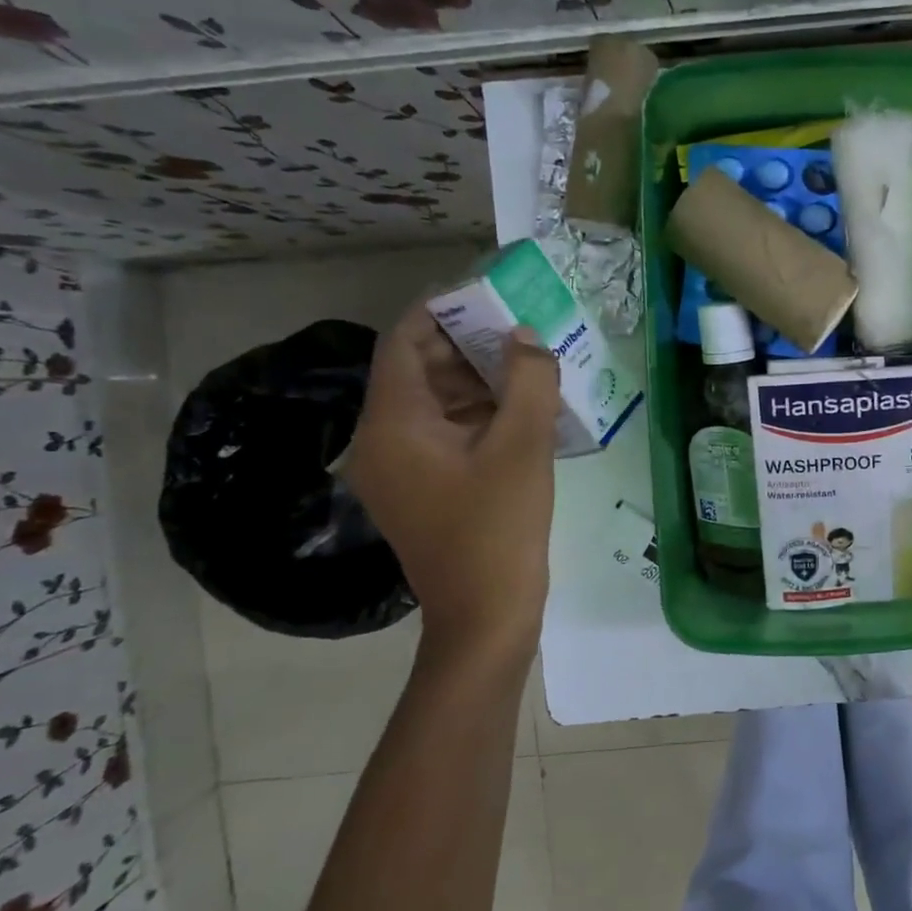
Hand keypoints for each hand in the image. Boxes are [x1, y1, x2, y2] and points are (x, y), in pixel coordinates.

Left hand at [346, 306, 560, 662]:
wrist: (485, 617)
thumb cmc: (499, 529)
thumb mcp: (523, 447)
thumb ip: (528, 381)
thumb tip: (525, 338)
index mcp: (393, 425)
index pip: (404, 342)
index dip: (443, 310)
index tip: (488, 293)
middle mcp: (382, 442)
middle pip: (418, 371)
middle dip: (468, 344)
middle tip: (521, 328)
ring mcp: (399, 470)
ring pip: (434, 404)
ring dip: (478, 380)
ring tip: (530, 365)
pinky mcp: (422, 491)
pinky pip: (444, 435)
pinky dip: (478, 415)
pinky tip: (522, 411)